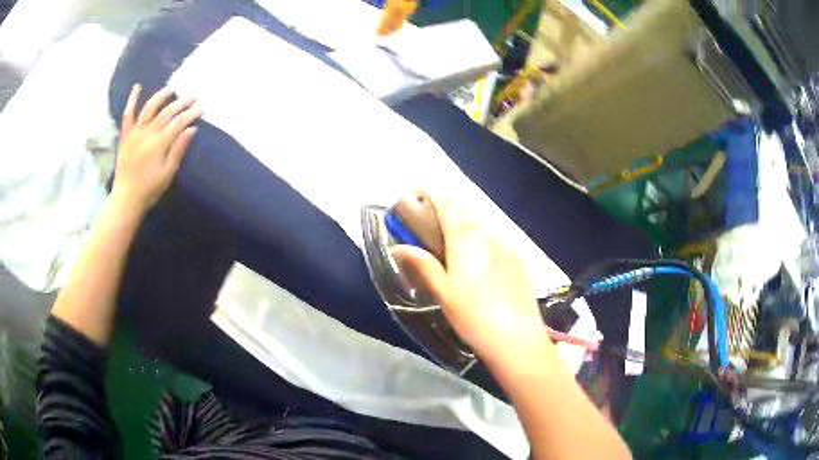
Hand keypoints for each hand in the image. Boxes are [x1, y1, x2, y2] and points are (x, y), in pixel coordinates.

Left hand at [112, 85, 202, 212]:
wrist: (126, 199)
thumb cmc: (149, 189)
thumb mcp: (168, 173)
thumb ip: (178, 149)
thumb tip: (191, 129)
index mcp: (159, 144)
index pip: (179, 123)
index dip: (192, 114)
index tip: (203, 108)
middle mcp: (147, 133)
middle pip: (167, 112)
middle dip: (182, 103)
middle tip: (193, 96)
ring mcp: (135, 133)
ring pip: (149, 108)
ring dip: (162, 96)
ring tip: (171, 89)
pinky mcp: (125, 136)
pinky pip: (128, 115)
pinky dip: (132, 100)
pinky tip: (137, 87)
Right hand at [392, 193, 552, 365]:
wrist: (517, 337)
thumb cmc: (473, 315)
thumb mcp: (442, 292)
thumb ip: (422, 265)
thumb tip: (398, 247)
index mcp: (466, 238)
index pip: (447, 204)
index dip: (430, 193)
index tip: (415, 193)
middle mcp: (488, 234)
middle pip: (464, 213)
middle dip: (447, 213)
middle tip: (431, 231)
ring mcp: (507, 246)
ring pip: (481, 228)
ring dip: (465, 230)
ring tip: (455, 253)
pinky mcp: (519, 260)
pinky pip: (495, 242)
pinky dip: (482, 244)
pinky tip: (481, 269)